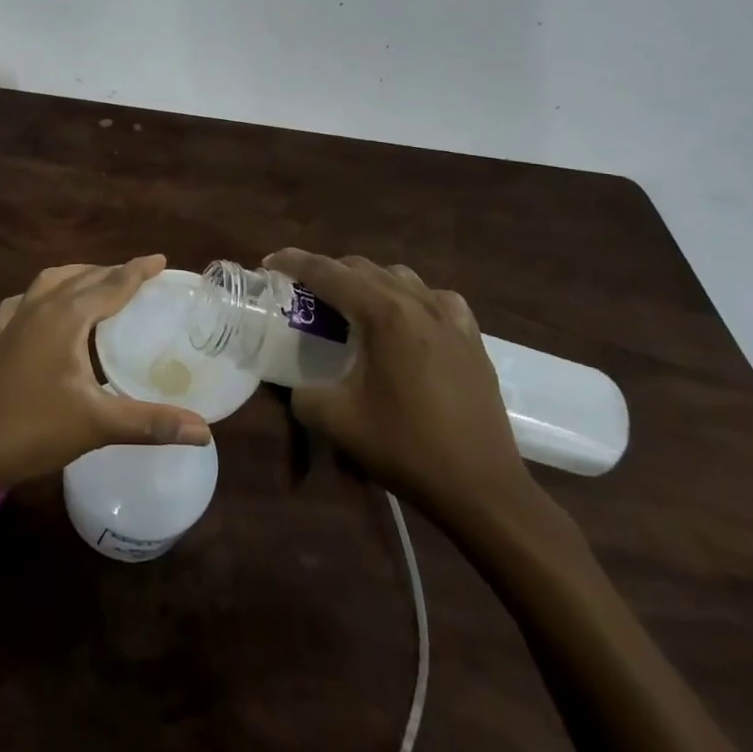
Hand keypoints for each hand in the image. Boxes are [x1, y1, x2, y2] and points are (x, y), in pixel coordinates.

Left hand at [0, 256, 211, 496]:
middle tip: (141, 278)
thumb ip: (152, 423)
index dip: (138, 270)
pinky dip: (46, 295)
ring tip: (101, 286)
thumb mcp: (98, 424)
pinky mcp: (0, 336)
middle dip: (113, 272)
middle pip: (84, 277)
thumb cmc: (35, 429)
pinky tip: (48, 309)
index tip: (161, 259)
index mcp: (67, 316)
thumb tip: (205, 431)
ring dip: (80, 277)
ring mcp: (16, 319)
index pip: (111, 283)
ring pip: (53, 281)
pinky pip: (27, 300)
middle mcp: (41, 306)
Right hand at [266, 249, 536, 527]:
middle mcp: (416, 302)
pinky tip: (407, 321)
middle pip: (361, 267)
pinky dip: (411, 298)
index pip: (327, 272)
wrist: (484, 489)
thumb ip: (303, 394)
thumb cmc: (407, 448)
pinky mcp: (472, 337)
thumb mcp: (337, 422)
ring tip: (351, 306)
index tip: (269, 263)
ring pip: (399, 276)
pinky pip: (435, 298)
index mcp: (382, 314)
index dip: (293, 262)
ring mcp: (450, 317)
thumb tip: (297, 386)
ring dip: (368, 281)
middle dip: (327, 272)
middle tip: (304, 293)